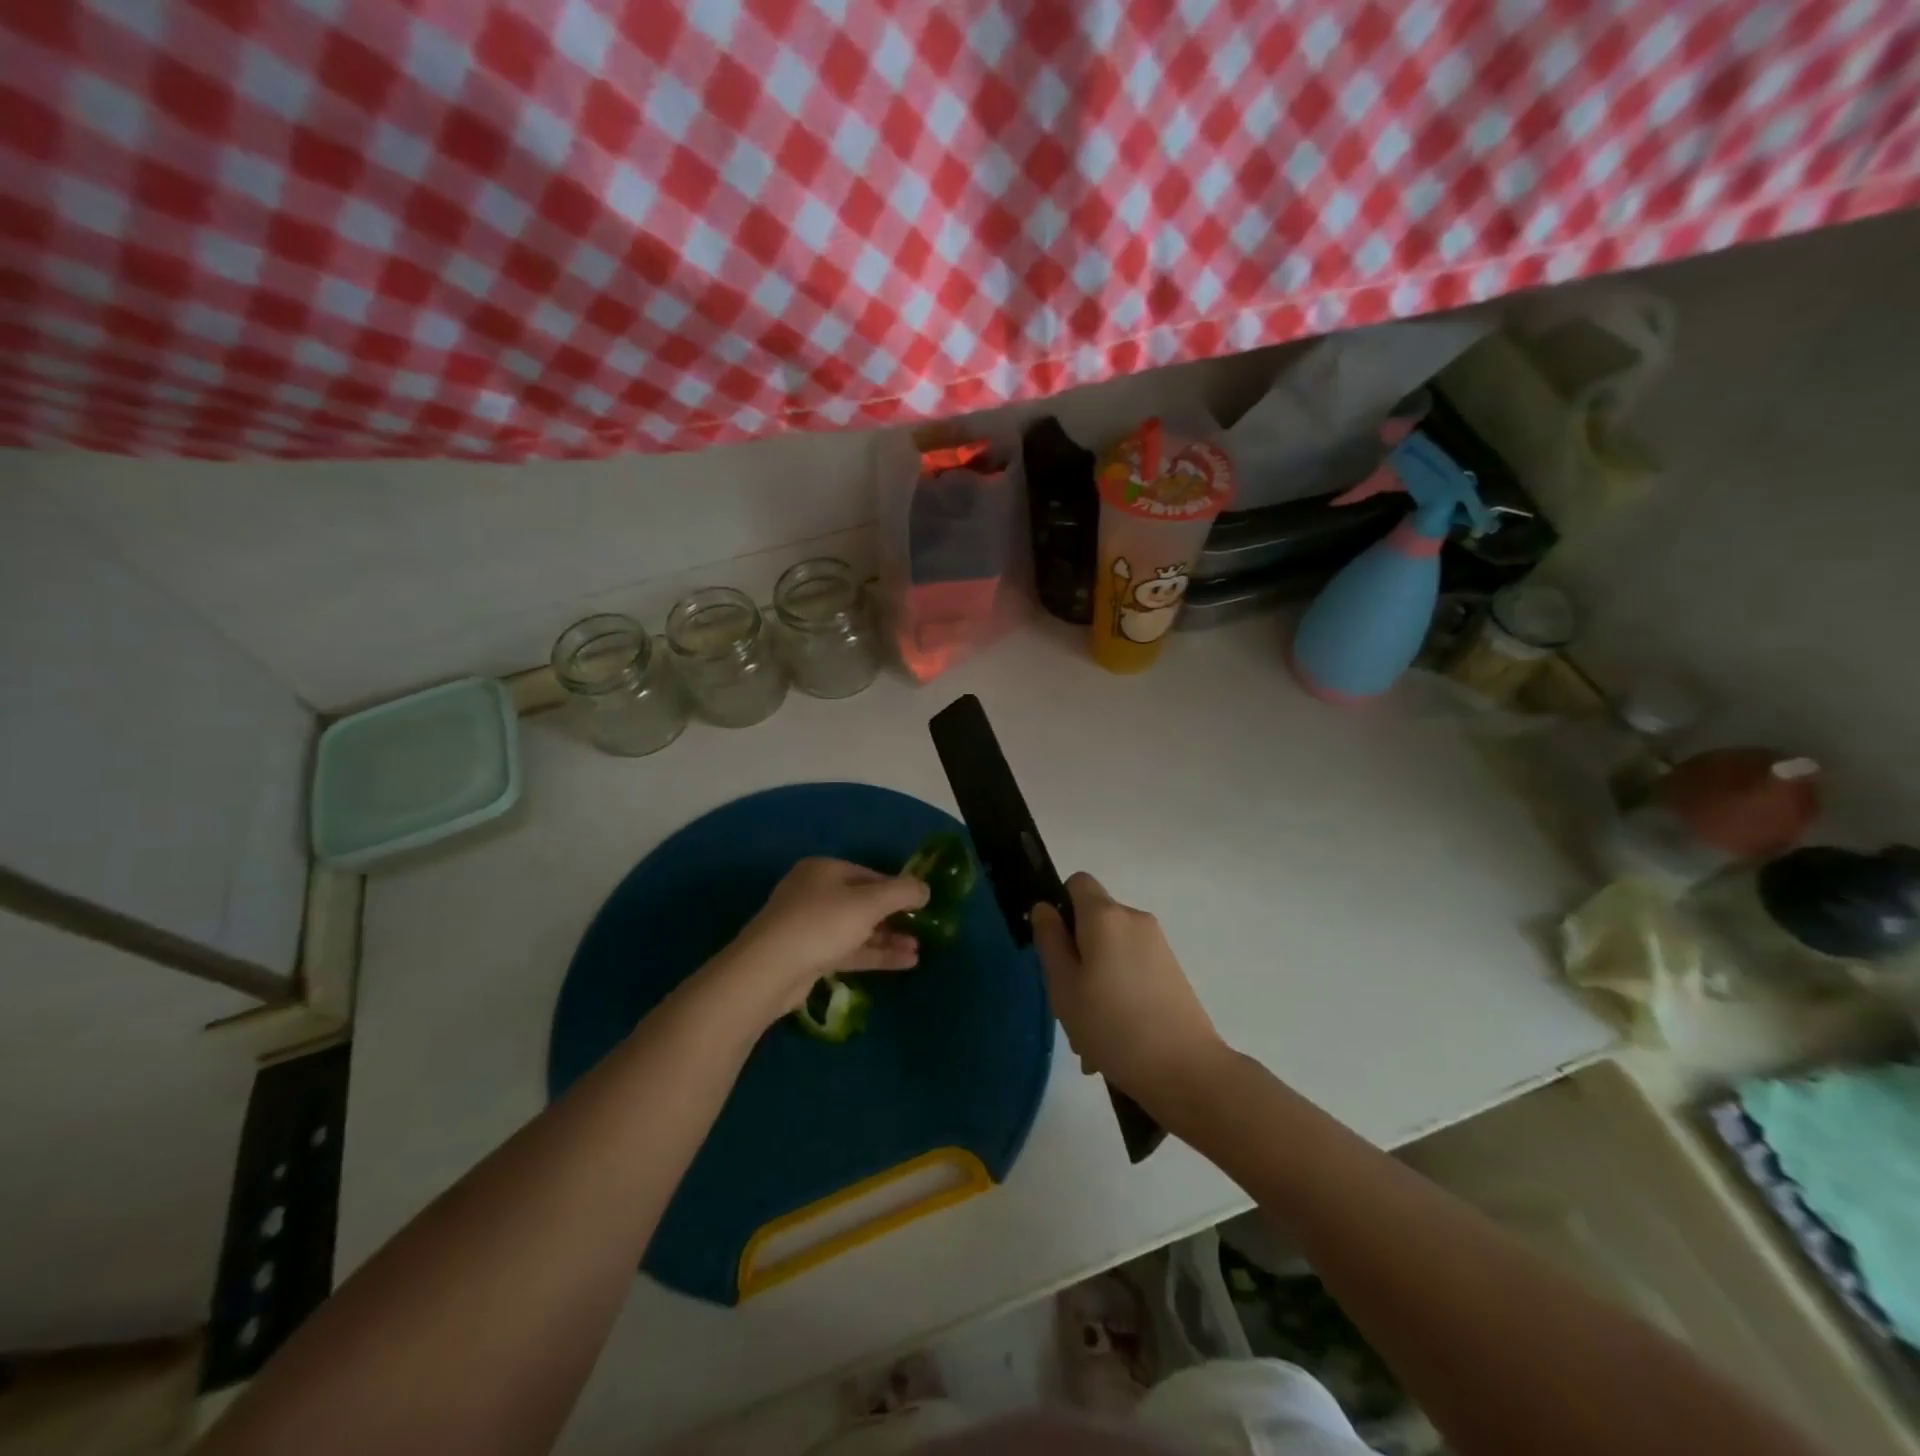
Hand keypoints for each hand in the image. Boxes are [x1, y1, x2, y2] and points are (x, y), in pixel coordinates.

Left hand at [713, 858, 929, 1027]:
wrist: (769, 970)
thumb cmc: (821, 924)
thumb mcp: (869, 903)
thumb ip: (901, 893)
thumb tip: (925, 889)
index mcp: (824, 870)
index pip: (869, 875)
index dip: (897, 888)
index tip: (922, 904)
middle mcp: (815, 893)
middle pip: (863, 902)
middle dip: (894, 917)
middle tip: (922, 929)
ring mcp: (810, 926)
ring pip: (857, 929)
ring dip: (887, 938)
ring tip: (918, 950)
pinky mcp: (809, 956)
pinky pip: (848, 951)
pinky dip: (874, 954)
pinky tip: (904, 963)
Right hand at [1031, 873, 1226, 1109]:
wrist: (1186, 1070)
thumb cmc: (1113, 1024)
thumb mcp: (1064, 986)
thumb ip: (1050, 940)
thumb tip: (1044, 908)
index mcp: (1105, 915)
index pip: (1077, 882)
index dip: (1060, 906)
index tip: (1054, 947)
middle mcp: (1134, 919)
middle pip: (1093, 921)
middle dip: (1075, 954)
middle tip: (1066, 1001)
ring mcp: (1158, 946)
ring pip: (1111, 951)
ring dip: (1094, 980)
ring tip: (1089, 1034)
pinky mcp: (1172, 972)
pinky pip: (1131, 969)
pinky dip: (1117, 992)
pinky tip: (1112, 1038)